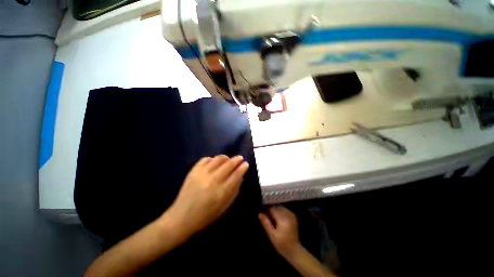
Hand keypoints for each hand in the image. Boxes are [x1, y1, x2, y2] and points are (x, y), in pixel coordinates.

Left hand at [165, 155, 248, 234]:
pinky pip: (205, 159)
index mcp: (221, 192)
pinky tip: (214, 162)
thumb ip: (234, 191)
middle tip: (240, 158)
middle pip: (229, 164)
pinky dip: (212, 158)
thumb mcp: (224, 207)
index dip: (243, 168)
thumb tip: (241, 177)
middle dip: (237, 159)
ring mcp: (202, 174)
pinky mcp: (193, 171)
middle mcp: (213, 180)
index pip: (236, 175)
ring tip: (228, 159)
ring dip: (226, 157)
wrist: (181, 218)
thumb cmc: (206, 216)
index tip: (246, 164)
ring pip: (218, 159)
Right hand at [259, 206, 300, 258]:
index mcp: (282, 219)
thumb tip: (259, 213)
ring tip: (274, 218)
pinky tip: (279, 218)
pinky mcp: (293, 216)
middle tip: (268, 218)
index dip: (267, 211)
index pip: (272, 209)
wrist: (294, 250)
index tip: (264, 216)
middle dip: (272, 211)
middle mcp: (287, 215)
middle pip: (276, 207)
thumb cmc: (281, 244)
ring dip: (276, 210)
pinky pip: (285, 209)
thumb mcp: (271, 235)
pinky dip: (281, 211)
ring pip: (280, 207)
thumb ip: (266, 223)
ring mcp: (291, 215)